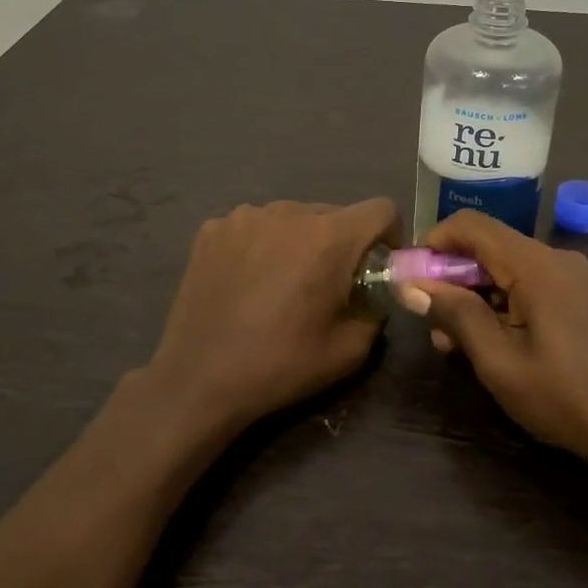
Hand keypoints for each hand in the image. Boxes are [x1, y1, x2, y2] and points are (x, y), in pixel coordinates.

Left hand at [142, 199, 397, 439]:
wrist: (199, 378)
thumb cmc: (280, 365)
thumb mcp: (349, 351)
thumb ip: (375, 312)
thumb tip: (371, 296)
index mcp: (329, 238)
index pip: (381, 209)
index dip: (388, 234)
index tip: (377, 264)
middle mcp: (288, 213)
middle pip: (333, 214)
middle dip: (340, 243)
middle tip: (326, 283)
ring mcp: (244, 217)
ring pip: (291, 218)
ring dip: (299, 241)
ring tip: (281, 282)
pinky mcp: (212, 229)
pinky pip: (253, 226)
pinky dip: (261, 245)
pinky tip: (246, 281)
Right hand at [403, 211, 587, 468]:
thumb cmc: (564, 397)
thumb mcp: (499, 361)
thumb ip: (455, 315)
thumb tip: (412, 284)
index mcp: (536, 266)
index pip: (472, 226)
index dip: (434, 242)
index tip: (412, 278)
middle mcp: (556, 259)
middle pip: (490, 247)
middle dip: (452, 277)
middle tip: (430, 323)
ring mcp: (573, 278)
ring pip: (507, 270)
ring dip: (474, 296)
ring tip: (453, 343)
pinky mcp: (581, 299)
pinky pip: (529, 286)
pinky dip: (501, 305)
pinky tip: (490, 343)